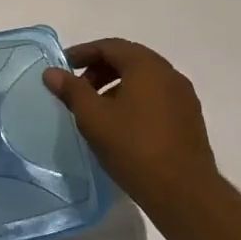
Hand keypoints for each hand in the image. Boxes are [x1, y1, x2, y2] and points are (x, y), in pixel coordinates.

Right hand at [43, 38, 219, 202]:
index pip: (111, 47)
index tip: (64, 67)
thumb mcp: (93, 117)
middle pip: (129, 60)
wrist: (183, 192)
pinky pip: (156, 97)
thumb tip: (52, 72)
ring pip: (144, 79)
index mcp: (147, 67)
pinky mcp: (189, 119)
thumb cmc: (133, 147)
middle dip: (100, 69)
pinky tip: (120, 123)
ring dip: (116, 85)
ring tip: (96, 108)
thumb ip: (71, 90)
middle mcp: (170, 75)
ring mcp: (183, 98)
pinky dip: (134, 99)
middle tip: (77, 88)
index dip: (83, 53)